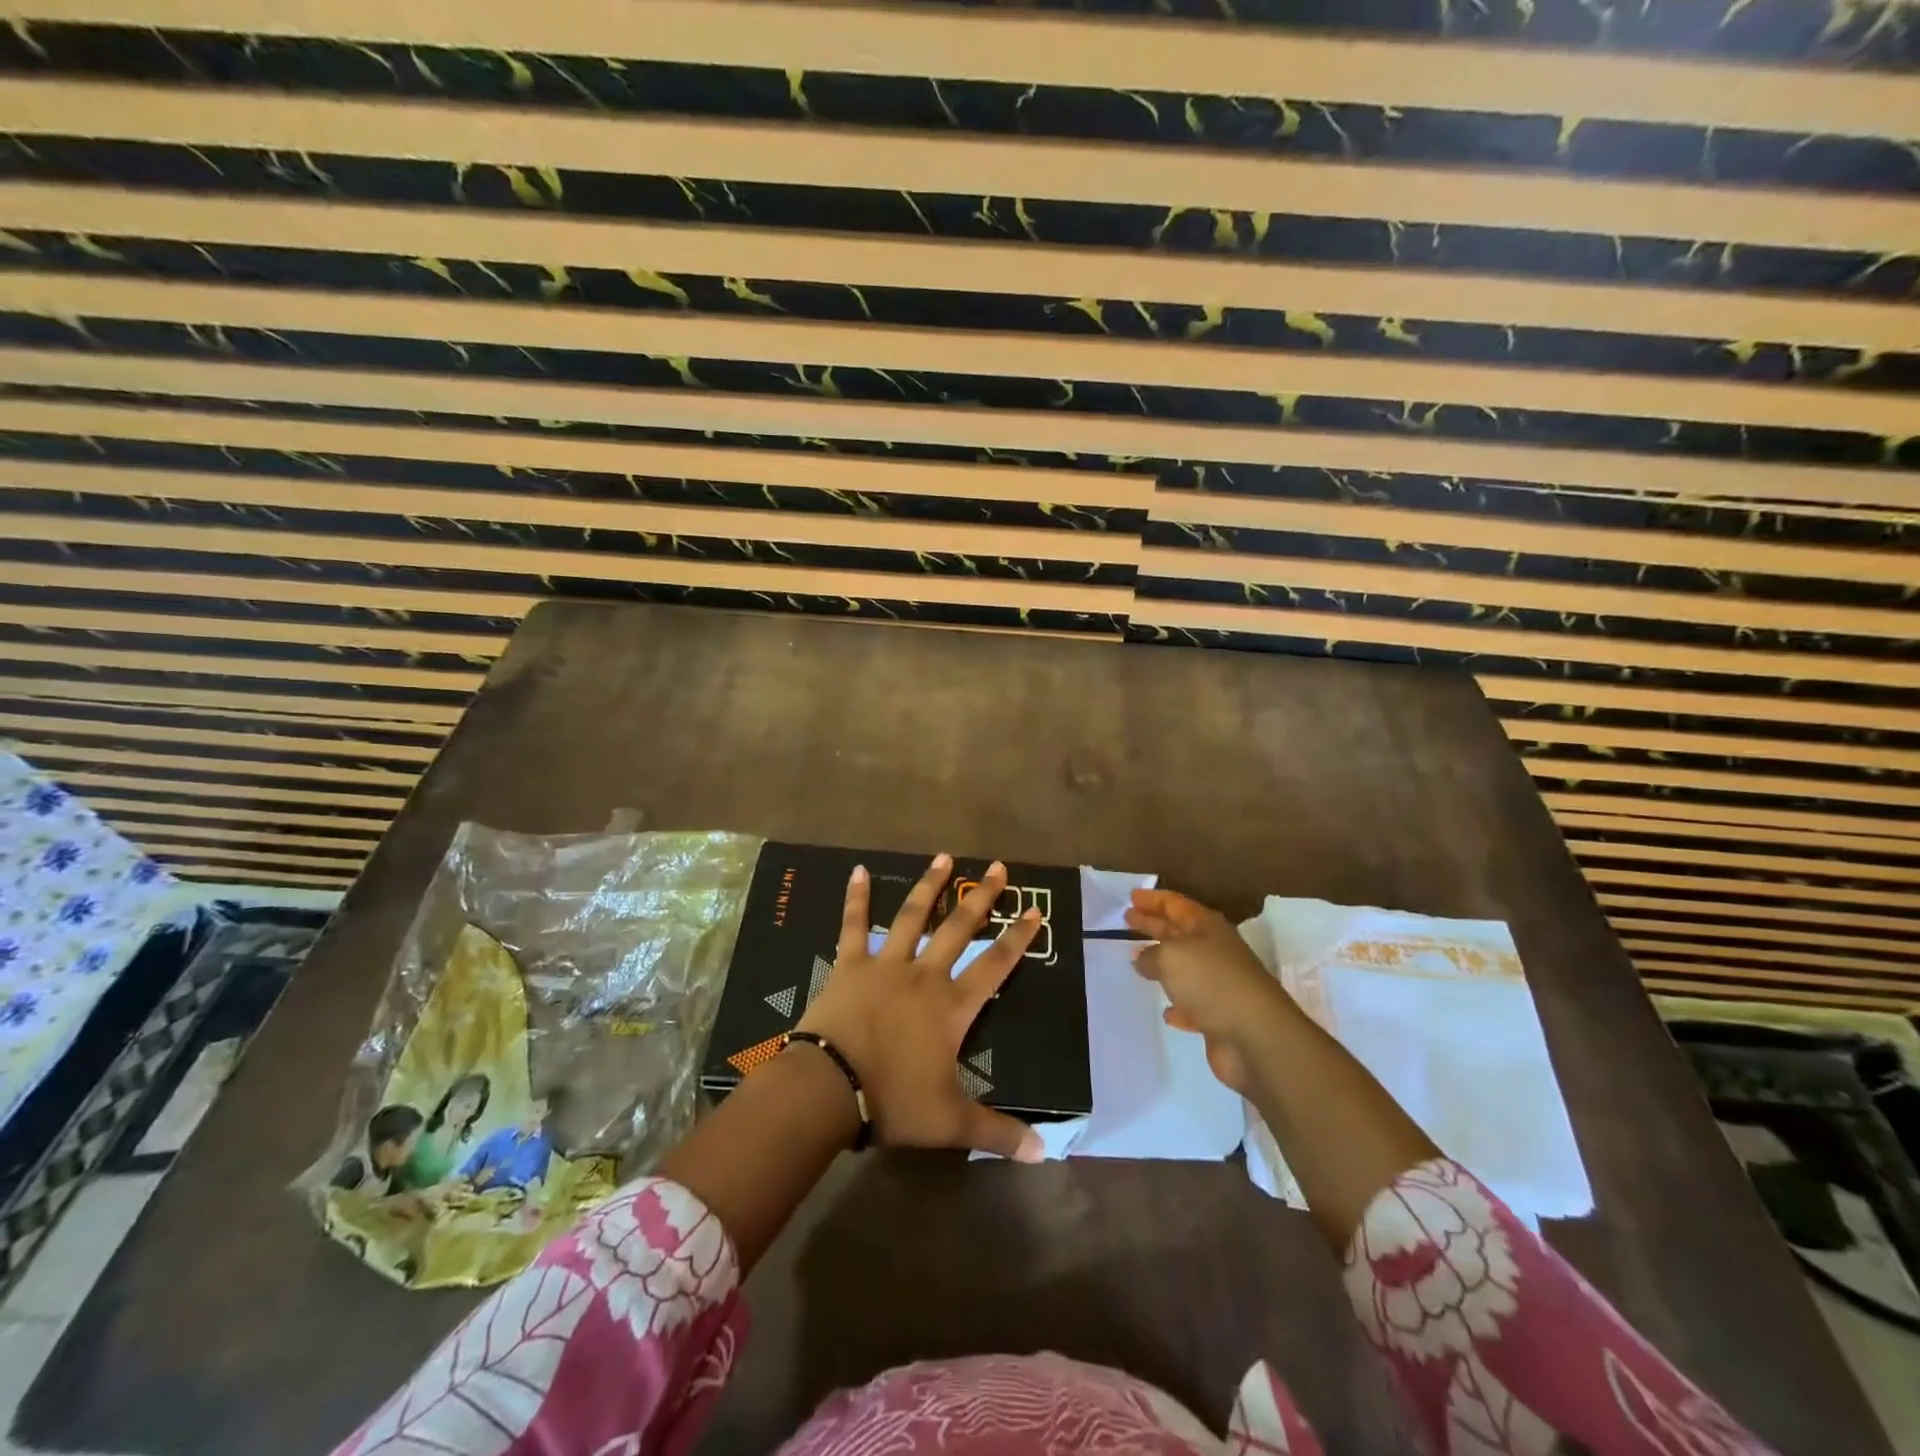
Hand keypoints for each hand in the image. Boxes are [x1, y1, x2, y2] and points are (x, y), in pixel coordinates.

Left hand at [796, 853, 1044, 1161]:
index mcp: (951, 1007)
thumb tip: (1046, 1153)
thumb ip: (998, 1133)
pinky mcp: (849, 964)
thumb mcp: (951, 1123)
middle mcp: (924, 975)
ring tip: (944, 857)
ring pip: (913, 916)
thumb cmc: (893, 1101)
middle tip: (997, 866)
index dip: (1018, 939)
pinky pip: (854, 925)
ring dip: (930, 886)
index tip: (1035, 912)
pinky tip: (858, 870)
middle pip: (959, 928)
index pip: (995, 965)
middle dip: (981, 897)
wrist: (829, 1089)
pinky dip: (857, 898)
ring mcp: (885, 964)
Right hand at [1125, 887, 1297, 1094]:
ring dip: (1162, 963)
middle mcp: (1214, 951)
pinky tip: (1167, 1012)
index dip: (1153, 899)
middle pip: (1178, 931)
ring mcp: (1219, 985)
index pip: (1175, 904)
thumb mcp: (1171, 957)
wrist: (1256, 1036)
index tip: (1131, 896)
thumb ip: (1150, 954)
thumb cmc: (1211, 982)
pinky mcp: (1220, 1017)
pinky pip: (1193, 1006)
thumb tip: (1141, 957)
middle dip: (1153, 924)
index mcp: (1206, 927)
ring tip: (1137, 960)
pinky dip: (1179, 1006)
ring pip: (1183, 968)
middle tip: (1127, 919)